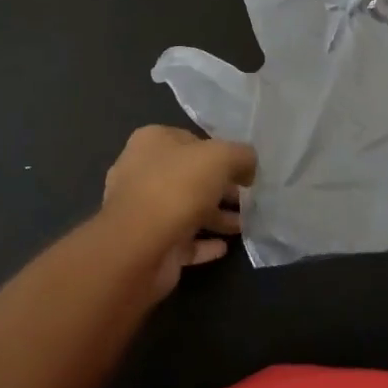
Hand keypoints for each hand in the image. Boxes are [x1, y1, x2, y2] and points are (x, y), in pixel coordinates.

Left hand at [102, 126, 255, 296]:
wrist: (139, 247)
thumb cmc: (178, 187)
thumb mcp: (222, 157)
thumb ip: (242, 156)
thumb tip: (249, 168)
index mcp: (152, 142)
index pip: (192, 140)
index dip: (220, 152)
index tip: (243, 168)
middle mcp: (142, 172)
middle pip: (190, 176)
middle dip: (220, 187)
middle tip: (248, 198)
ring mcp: (142, 210)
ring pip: (187, 209)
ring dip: (215, 216)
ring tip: (244, 224)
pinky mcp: (148, 244)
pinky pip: (181, 240)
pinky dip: (203, 243)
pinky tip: (224, 247)